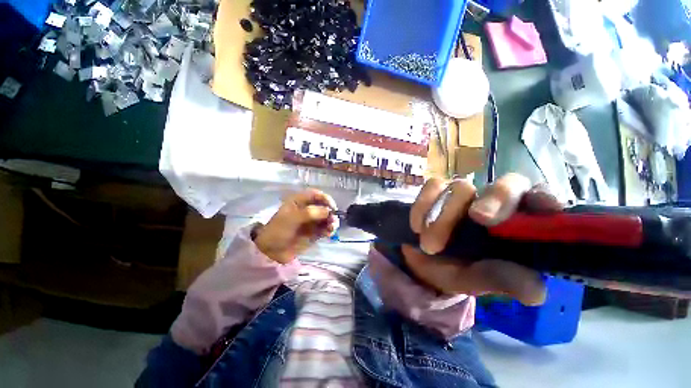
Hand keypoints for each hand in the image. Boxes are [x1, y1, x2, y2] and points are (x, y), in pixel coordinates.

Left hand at [254, 189, 338, 263]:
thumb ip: (311, 213)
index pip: (316, 195)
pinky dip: (329, 230)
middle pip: (323, 206)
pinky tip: (330, 233)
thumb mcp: (293, 218)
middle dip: (330, 212)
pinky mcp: (313, 233)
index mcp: (299, 201)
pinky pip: (324, 229)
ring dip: (331, 221)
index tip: (332, 207)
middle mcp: (307, 209)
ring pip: (326, 218)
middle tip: (333, 220)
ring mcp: (311, 222)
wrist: (271, 251)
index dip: (325, 198)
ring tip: (332, 228)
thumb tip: (328, 211)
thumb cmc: (279, 230)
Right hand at [403, 173, 562, 305]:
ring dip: (443, 218)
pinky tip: (416, 227)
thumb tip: (535, 291)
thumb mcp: (475, 281)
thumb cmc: (453, 270)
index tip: (545, 207)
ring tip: (429, 246)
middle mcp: (493, 203)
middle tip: (478, 218)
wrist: (418, 259)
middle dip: (495, 199)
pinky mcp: (437, 190)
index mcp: (514, 226)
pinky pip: (432, 187)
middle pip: (507, 183)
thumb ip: (499, 280)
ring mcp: (463, 193)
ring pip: (462, 187)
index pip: (540, 201)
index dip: (545, 198)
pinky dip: (422, 207)